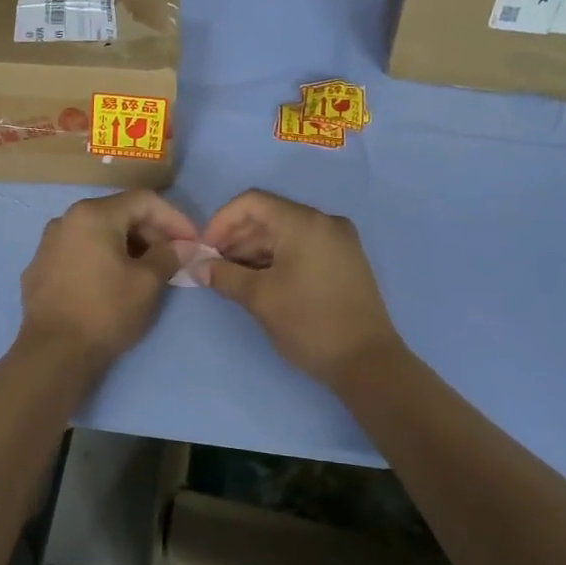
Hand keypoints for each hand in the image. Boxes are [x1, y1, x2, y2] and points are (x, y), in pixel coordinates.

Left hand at [20, 191, 196, 369]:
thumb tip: (183, 246)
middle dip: (152, 233)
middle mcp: (66, 220)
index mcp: (93, 214)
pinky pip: (80, 252)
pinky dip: (103, 259)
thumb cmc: (106, 311)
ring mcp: (48, 244)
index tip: (193, 242)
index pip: (144, 201)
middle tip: (175, 257)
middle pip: (119, 214)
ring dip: (129, 246)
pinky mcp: (40, 269)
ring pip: (98, 233)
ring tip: (149, 270)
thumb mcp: (147, 283)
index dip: (175, 218)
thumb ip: (169, 256)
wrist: (53, 353)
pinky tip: (115, 282)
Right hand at [199, 189, 401, 386]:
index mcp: (304, 223)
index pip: (252, 202)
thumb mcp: (260, 299)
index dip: (221, 221)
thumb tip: (197, 267)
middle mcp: (324, 222)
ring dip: (255, 250)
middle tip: (214, 267)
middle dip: (236, 238)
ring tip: (233, 278)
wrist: (368, 362)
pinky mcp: (345, 259)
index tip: (205, 250)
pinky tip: (260, 281)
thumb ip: (225, 276)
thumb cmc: (310, 324)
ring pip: (286, 232)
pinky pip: (303, 246)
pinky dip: (278, 257)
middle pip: (269, 215)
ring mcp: (339, 240)